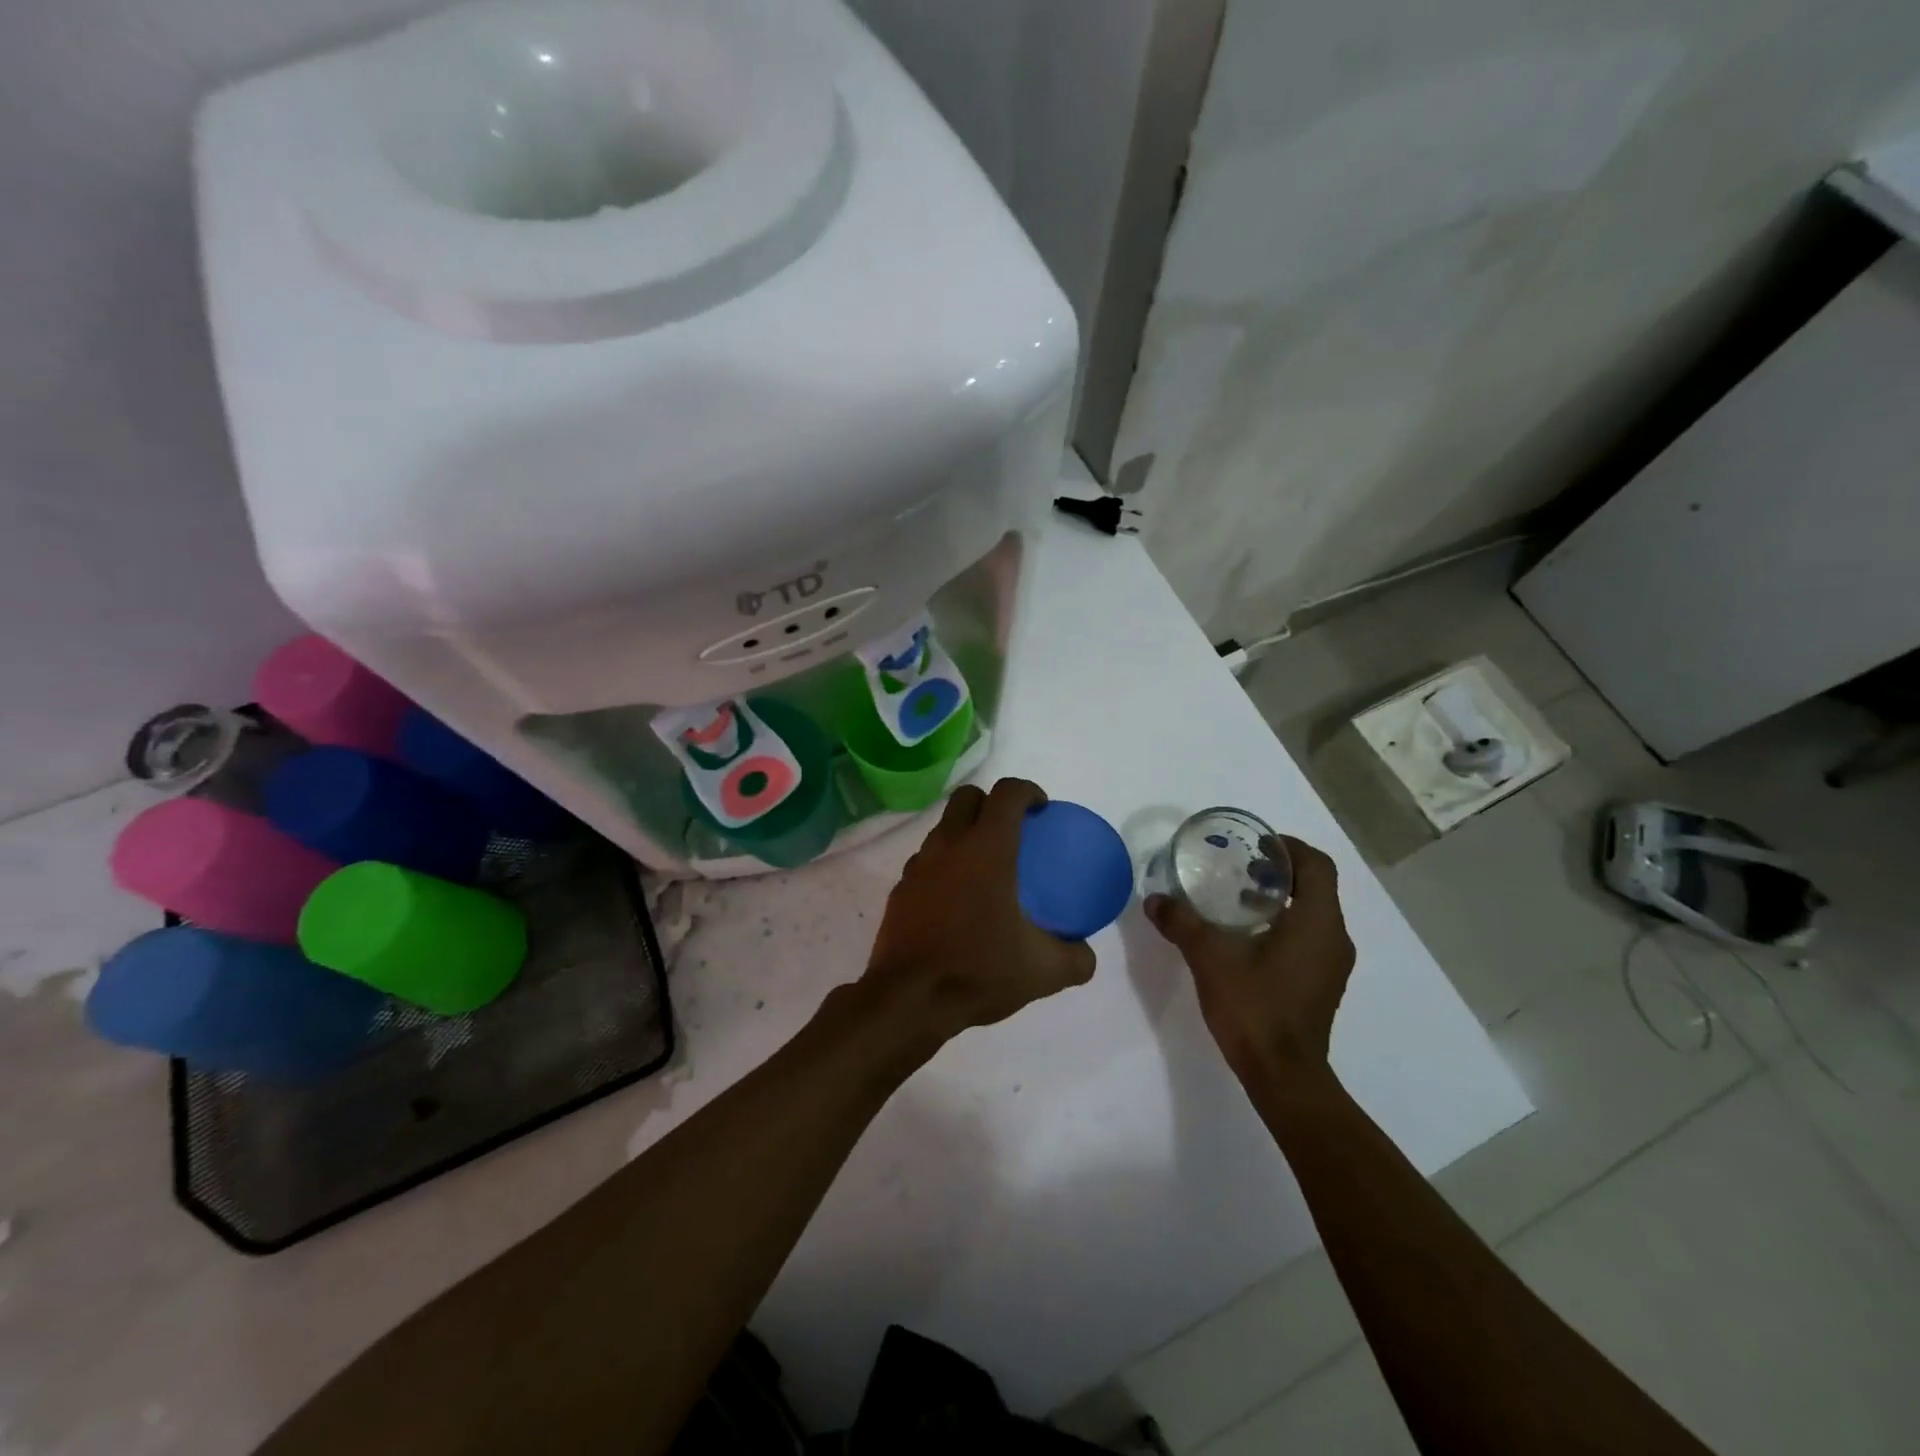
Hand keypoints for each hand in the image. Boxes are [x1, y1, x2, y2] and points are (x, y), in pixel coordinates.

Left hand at [864, 778, 1096, 1047]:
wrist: (908, 1000)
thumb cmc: (978, 971)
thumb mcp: (1042, 971)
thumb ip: (1074, 958)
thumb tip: (1085, 954)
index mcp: (987, 849)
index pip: (1007, 793)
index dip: (1028, 791)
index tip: (1042, 809)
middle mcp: (949, 845)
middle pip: (967, 797)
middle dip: (990, 802)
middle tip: (1012, 831)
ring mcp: (918, 865)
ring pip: (942, 828)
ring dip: (964, 833)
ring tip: (985, 868)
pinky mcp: (900, 890)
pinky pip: (926, 861)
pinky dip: (944, 865)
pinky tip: (957, 900)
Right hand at [1145, 835, 1353, 1081]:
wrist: (1283, 1076)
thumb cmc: (1254, 1008)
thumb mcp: (1210, 959)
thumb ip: (1182, 923)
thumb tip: (1154, 900)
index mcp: (1317, 922)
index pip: (1316, 865)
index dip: (1289, 847)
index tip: (1255, 845)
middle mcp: (1334, 938)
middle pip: (1316, 886)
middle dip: (1280, 871)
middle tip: (1239, 867)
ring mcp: (1332, 964)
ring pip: (1313, 913)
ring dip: (1281, 898)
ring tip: (1237, 899)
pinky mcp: (1322, 983)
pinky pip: (1309, 937)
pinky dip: (1284, 923)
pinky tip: (1246, 937)